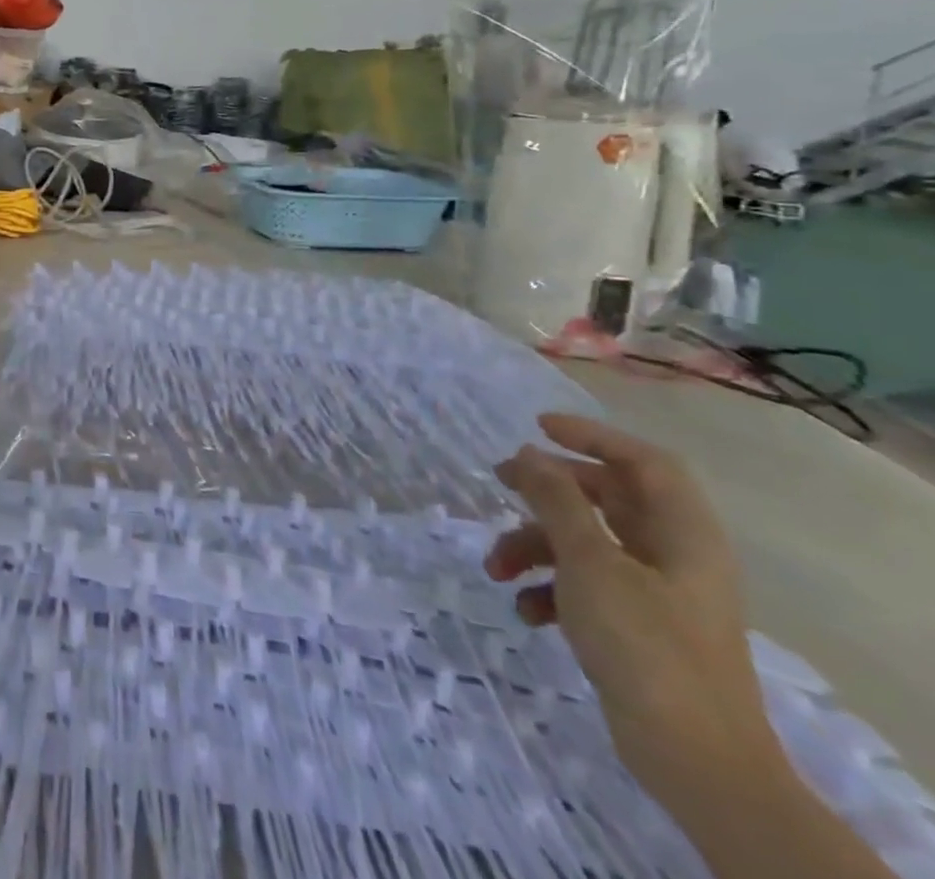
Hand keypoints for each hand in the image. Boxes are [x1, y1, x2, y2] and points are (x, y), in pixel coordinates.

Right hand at [487, 415, 786, 813]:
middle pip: (607, 498)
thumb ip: (557, 501)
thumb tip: (530, 453)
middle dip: (547, 491)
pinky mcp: (638, 627)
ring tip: (495, 568)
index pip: (644, 461)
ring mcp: (657, 594)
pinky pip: (585, 585)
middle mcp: (674, 556)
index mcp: (683, 535)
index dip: (594, 436)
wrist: (697, 763)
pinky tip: (526, 611)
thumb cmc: (646, 646)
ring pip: (586, 543)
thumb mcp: (590, 563)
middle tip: (498, 482)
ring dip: (534, 546)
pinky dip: (550, 589)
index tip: (537, 427)